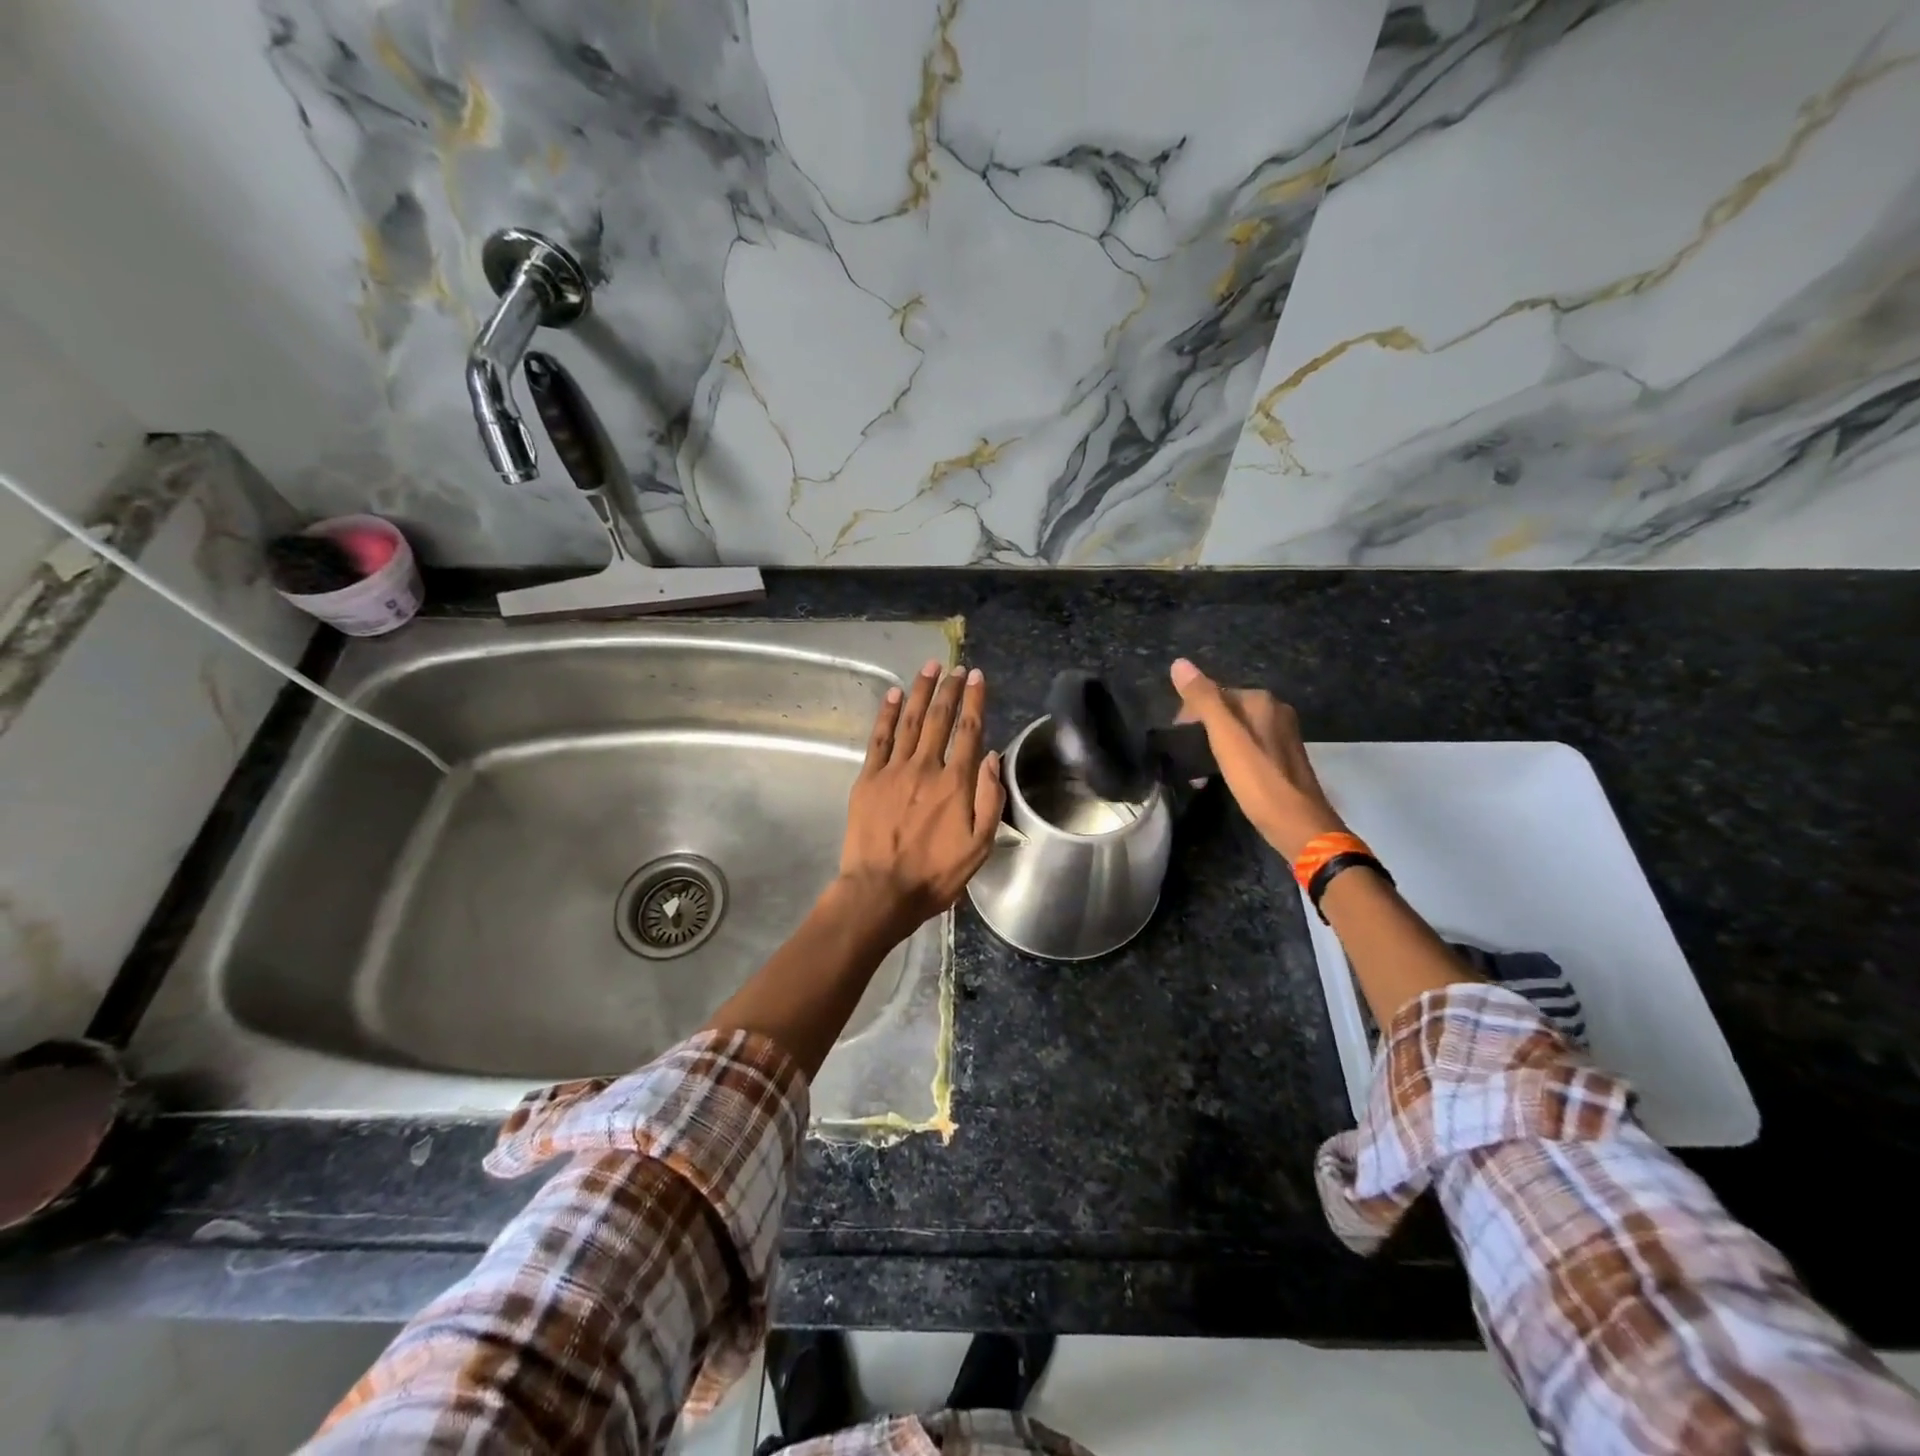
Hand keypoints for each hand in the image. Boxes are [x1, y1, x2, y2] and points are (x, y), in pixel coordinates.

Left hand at [839, 660, 1004, 934]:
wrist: (881, 890)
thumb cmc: (935, 874)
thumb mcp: (979, 845)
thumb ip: (989, 798)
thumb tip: (990, 755)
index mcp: (956, 783)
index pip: (969, 730)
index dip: (975, 700)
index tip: (977, 676)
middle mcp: (926, 767)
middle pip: (940, 718)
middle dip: (949, 688)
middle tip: (954, 666)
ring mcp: (894, 770)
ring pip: (911, 721)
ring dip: (921, 691)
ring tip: (929, 667)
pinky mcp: (868, 778)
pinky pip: (879, 738)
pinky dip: (887, 714)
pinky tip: (894, 694)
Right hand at [1170, 658, 1345, 859]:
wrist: (1299, 825)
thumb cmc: (1259, 781)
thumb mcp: (1225, 738)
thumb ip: (1203, 700)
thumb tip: (1179, 663)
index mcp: (1261, 701)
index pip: (1213, 693)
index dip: (1189, 714)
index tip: (1177, 740)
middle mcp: (1275, 711)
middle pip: (1224, 711)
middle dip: (1200, 730)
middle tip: (1186, 758)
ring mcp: (1282, 735)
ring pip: (1236, 730)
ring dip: (1212, 746)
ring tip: (1198, 771)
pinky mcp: (1283, 758)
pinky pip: (1248, 747)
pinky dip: (1230, 757)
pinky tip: (1221, 776)